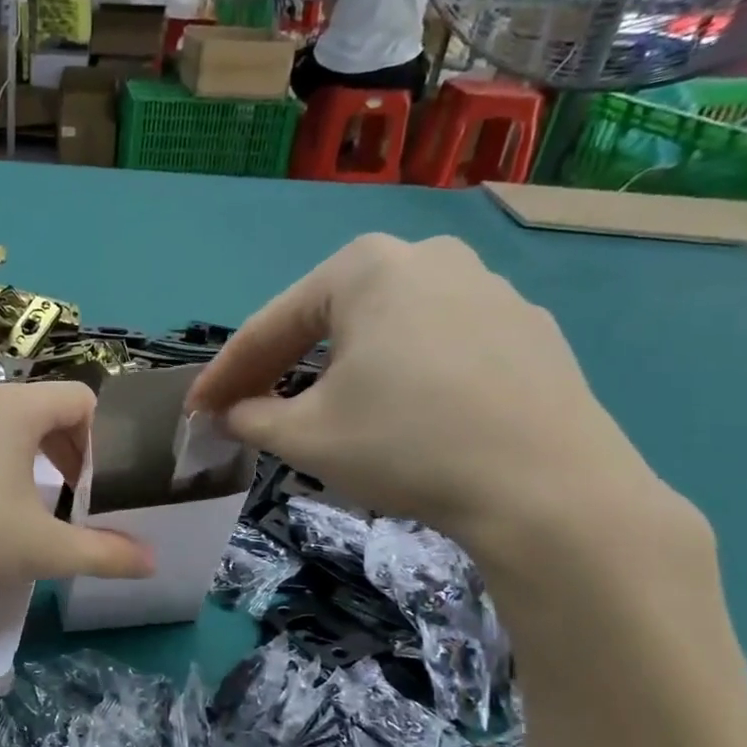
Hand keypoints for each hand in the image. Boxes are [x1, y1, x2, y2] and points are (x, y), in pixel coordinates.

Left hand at [0, 383, 154, 614]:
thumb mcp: (45, 550)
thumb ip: (105, 554)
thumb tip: (152, 563)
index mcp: (14, 409)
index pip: (78, 398)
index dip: (99, 436)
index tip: (94, 481)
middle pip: (35, 406)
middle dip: (60, 446)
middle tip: (65, 491)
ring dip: (15, 451)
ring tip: (13, 498)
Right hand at [187, 234, 676, 562]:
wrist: (549, 490)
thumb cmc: (406, 445)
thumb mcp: (305, 436)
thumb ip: (251, 416)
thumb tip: (231, 414)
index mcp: (365, 268)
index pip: (271, 325)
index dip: (225, 373)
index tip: (197, 409)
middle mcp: (427, 257)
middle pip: (328, 317)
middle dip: (282, 364)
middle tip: (252, 407)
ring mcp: (487, 288)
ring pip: (386, 328)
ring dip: (342, 366)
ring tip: (325, 409)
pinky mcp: (527, 327)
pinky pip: (439, 344)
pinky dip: (404, 373)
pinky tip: (404, 411)